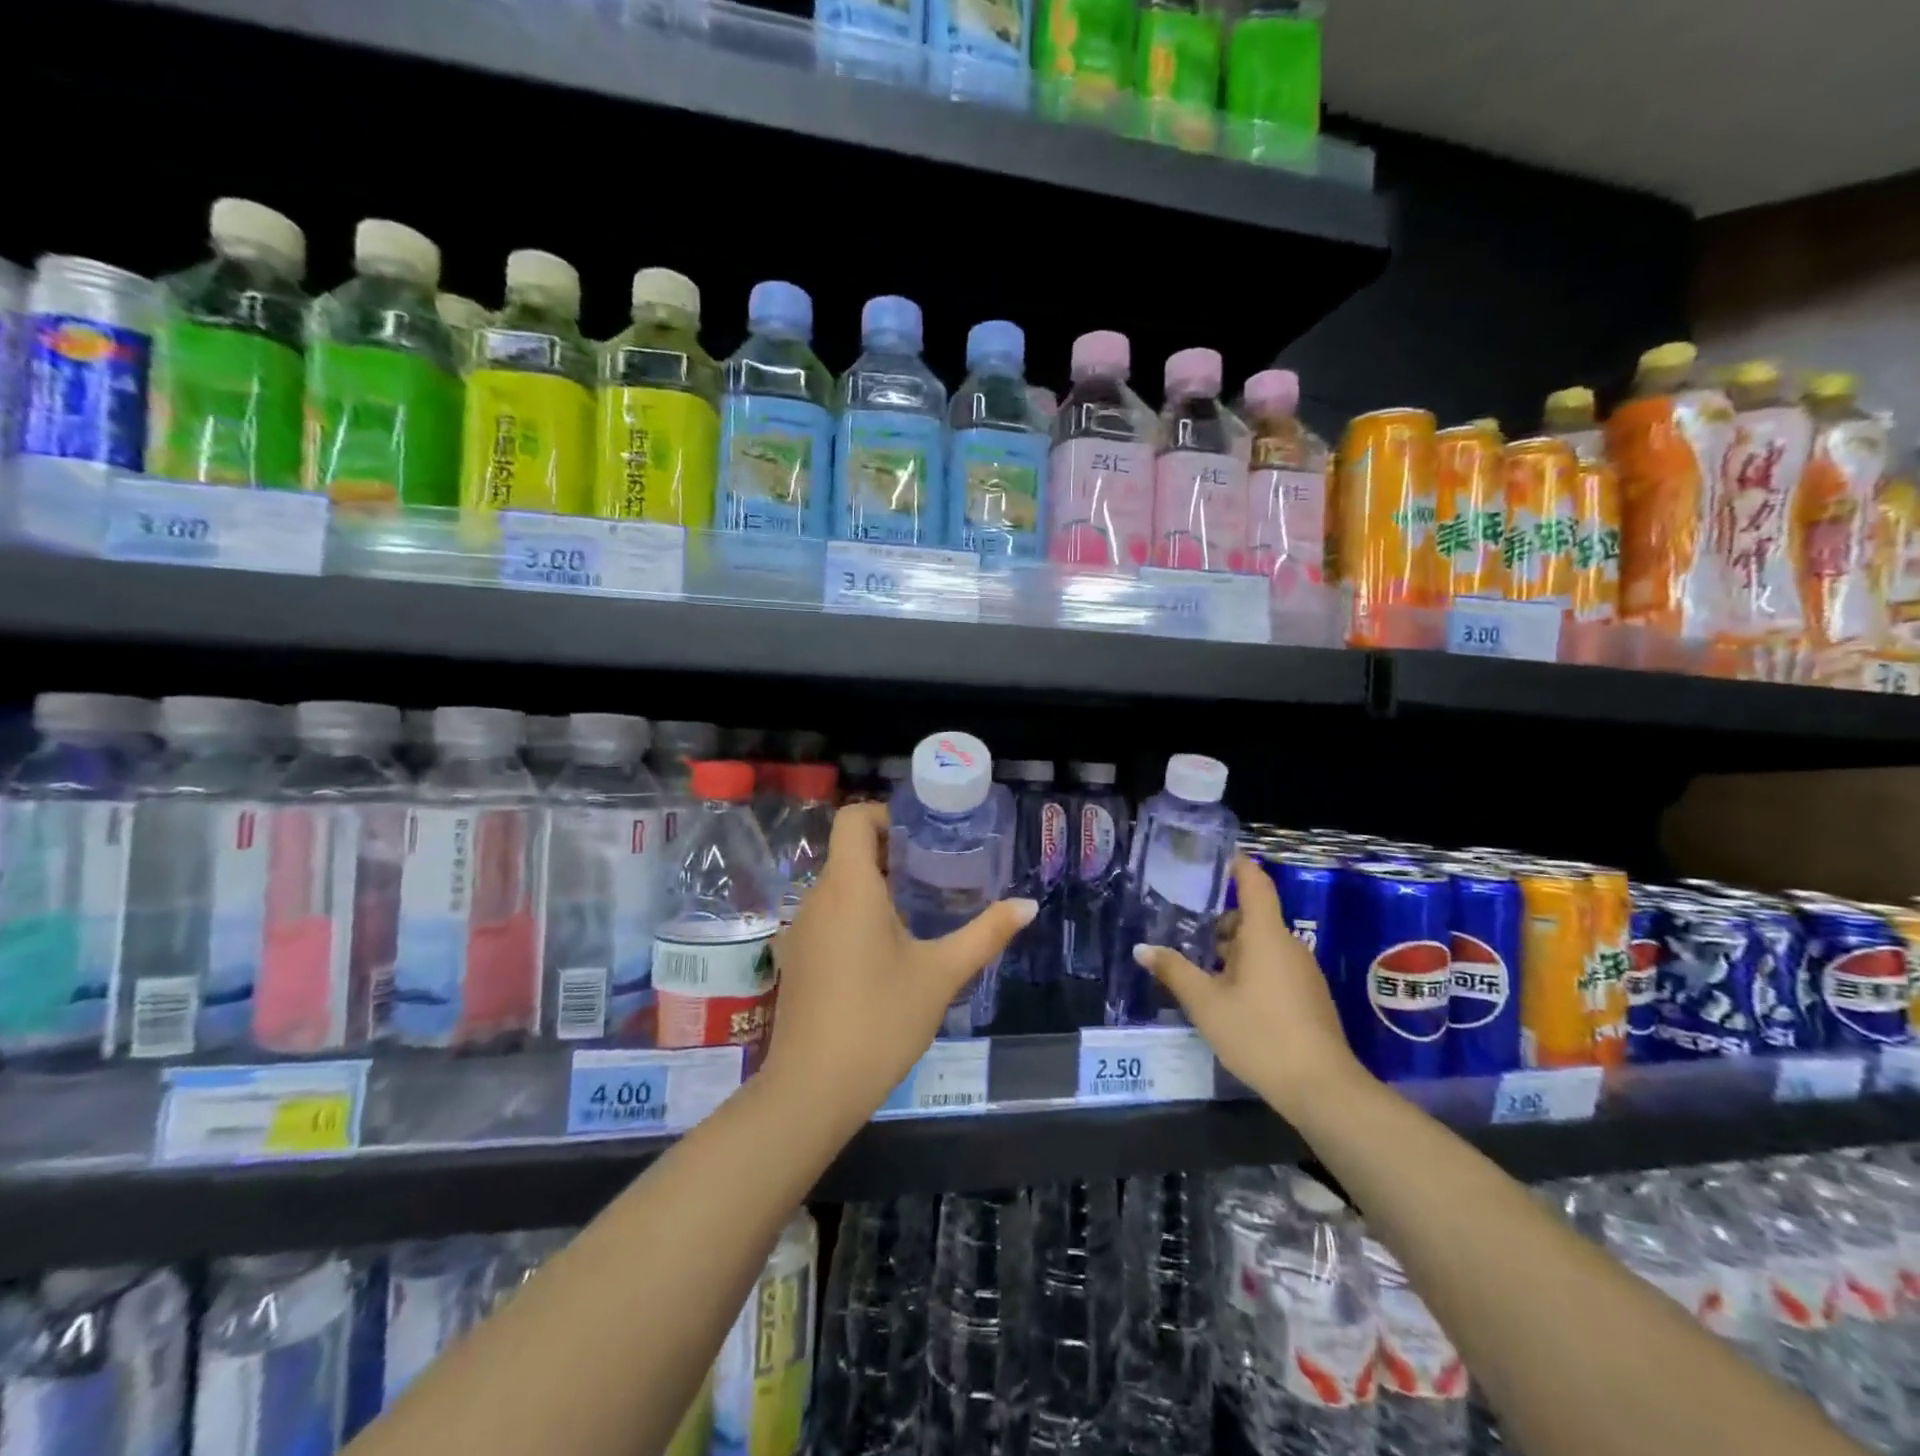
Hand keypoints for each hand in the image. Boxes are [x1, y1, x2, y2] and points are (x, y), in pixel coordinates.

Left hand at [763, 802, 1035, 1134]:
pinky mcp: (795, 959)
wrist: (813, 1090)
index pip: (853, 818)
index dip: (886, 816)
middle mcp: (816, 897)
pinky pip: (828, 917)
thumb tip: (1028, 906)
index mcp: (849, 886)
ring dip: (876, 888)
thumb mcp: (941, 974)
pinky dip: (857, 916)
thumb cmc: (881, 1020)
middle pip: (849, 852)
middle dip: (893, 855)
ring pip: (839, 887)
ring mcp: (800, 930)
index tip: (924, 839)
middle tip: (938, 874)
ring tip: (920, 913)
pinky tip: (888, 953)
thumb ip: (985, 934)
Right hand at [1133, 854, 1369, 1118]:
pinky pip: (1272, 967)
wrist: (1322, 1088)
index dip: (1236, 864)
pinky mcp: (1307, 996)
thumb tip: (1142, 948)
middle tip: (1182, 926)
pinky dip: (1247, 969)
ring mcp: (1301, 971)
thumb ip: (1174, 971)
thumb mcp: (1206, 1003)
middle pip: (1251, 916)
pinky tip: (1225, 996)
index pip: (1254, 882)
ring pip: (1260, 945)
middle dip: (1218, 920)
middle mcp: (1287, 945)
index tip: (1211, 856)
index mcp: (1265, 934)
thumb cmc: (1259, 1034)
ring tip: (1196, 966)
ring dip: (1230, 949)